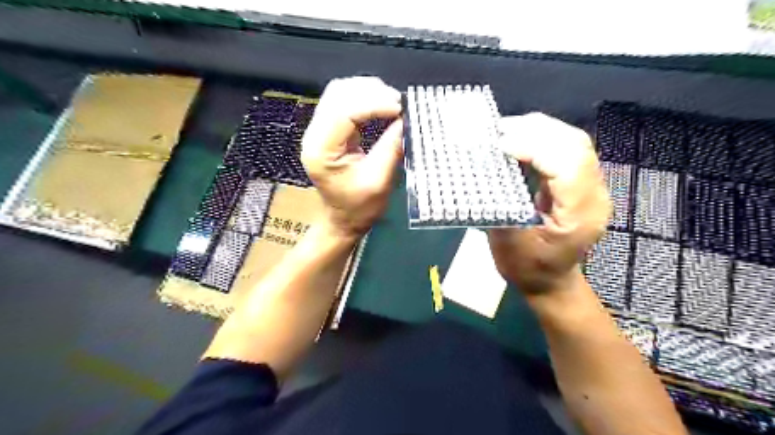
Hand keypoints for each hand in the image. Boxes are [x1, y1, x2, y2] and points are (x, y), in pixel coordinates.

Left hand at [299, 74, 402, 237]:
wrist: (343, 219)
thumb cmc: (359, 207)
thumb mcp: (380, 181)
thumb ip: (391, 147)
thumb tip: (406, 119)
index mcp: (321, 151)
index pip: (344, 111)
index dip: (374, 104)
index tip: (401, 108)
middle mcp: (313, 135)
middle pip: (338, 94)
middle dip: (371, 92)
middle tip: (399, 103)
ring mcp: (318, 130)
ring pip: (339, 92)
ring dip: (368, 91)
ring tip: (392, 102)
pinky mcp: (327, 129)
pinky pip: (343, 101)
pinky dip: (364, 97)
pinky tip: (381, 104)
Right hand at [490, 112, 610, 295]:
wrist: (551, 282)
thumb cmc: (528, 268)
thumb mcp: (508, 242)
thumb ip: (500, 204)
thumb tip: (484, 168)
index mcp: (579, 215)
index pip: (567, 165)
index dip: (534, 147)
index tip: (499, 144)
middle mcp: (594, 196)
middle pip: (575, 146)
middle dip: (535, 131)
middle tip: (498, 131)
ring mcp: (591, 187)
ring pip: (573, 142)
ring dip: (538, 130)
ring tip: (505, 131)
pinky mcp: (581, 183)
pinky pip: (566, 150)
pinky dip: (541, 139)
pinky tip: (519, 140)